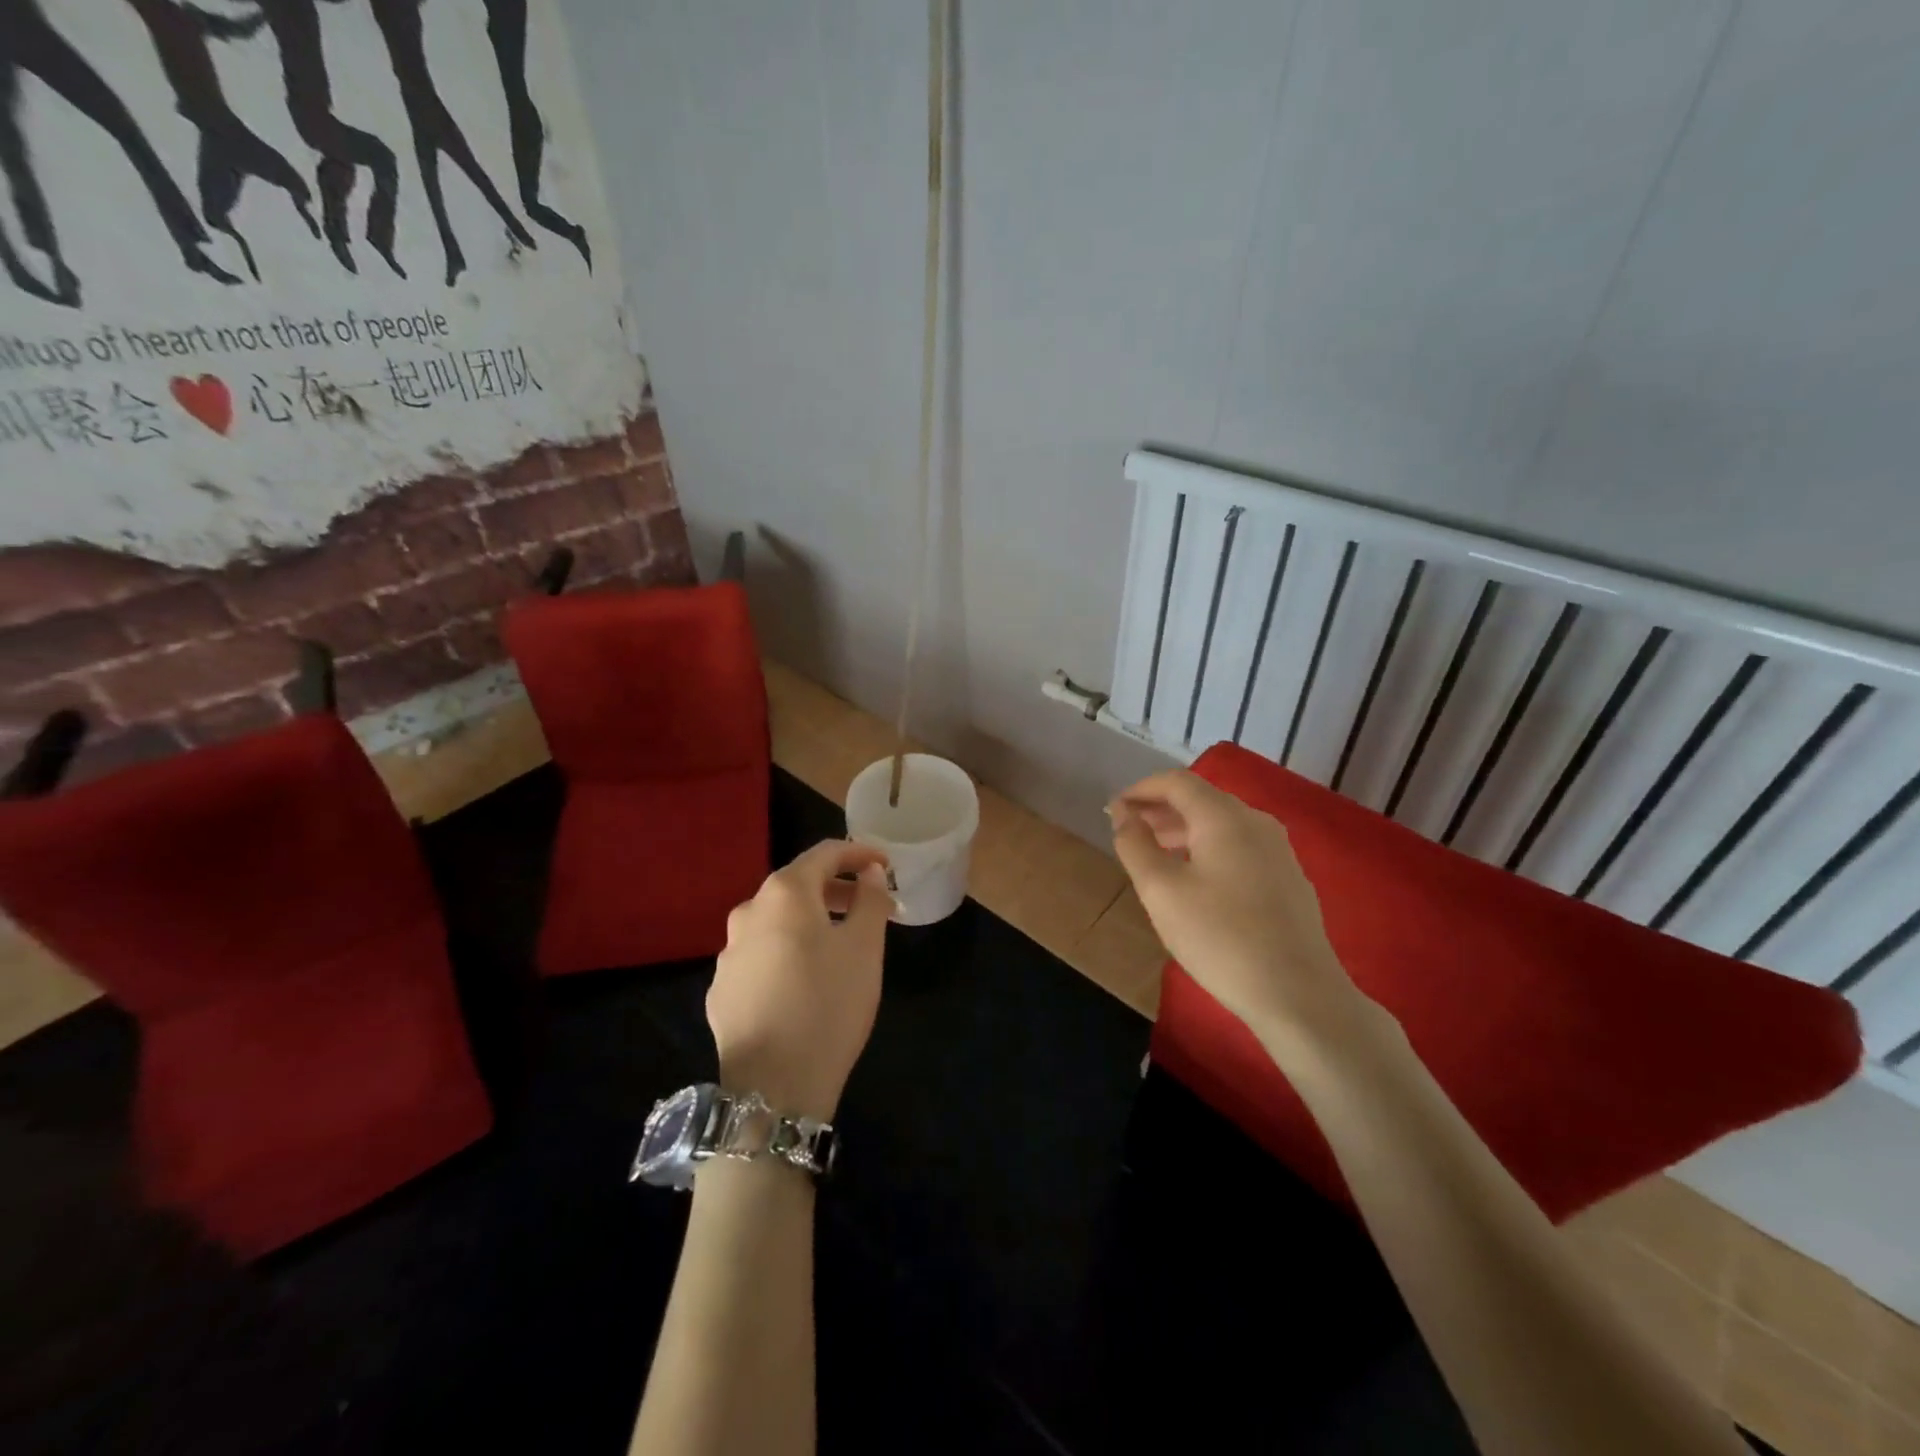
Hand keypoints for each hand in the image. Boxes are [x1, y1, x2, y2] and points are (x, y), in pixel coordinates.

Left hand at [707, 840, 892, 1121]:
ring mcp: (728, 952)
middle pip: (798, 886)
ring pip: (777, 922)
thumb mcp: (866, 948)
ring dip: (812, 921)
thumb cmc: (829, 1004)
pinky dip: (788, 951)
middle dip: (838, 890)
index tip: (885, 864)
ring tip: (842, 945)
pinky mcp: (721, 990)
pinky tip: (806, 980)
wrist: (773, 1087)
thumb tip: (870, 873)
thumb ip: (870, 899)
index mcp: (784, 893)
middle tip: (871, 907)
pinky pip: (761, 955)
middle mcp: (748, 912)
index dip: (859, 853)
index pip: (824, 854)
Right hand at [1109, 770, 1364, 1048]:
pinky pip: (1239, 846)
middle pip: (1201, 799)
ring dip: (1183, 830)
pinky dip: (1207, 848)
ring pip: (1221, 824)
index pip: (1176, 782)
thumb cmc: (1220, 938)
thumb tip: (1123, 813)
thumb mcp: (1161, 891)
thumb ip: (1135, 845)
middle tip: (1128, 831)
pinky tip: (1194, 879)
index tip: (1113, 811)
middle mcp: (1256, 822)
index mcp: (1224, 817)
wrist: (1299, 995)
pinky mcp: (1288, 878)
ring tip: (1154, 854)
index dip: (1140, 789)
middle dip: (1160, 809)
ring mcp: (1278, 850)